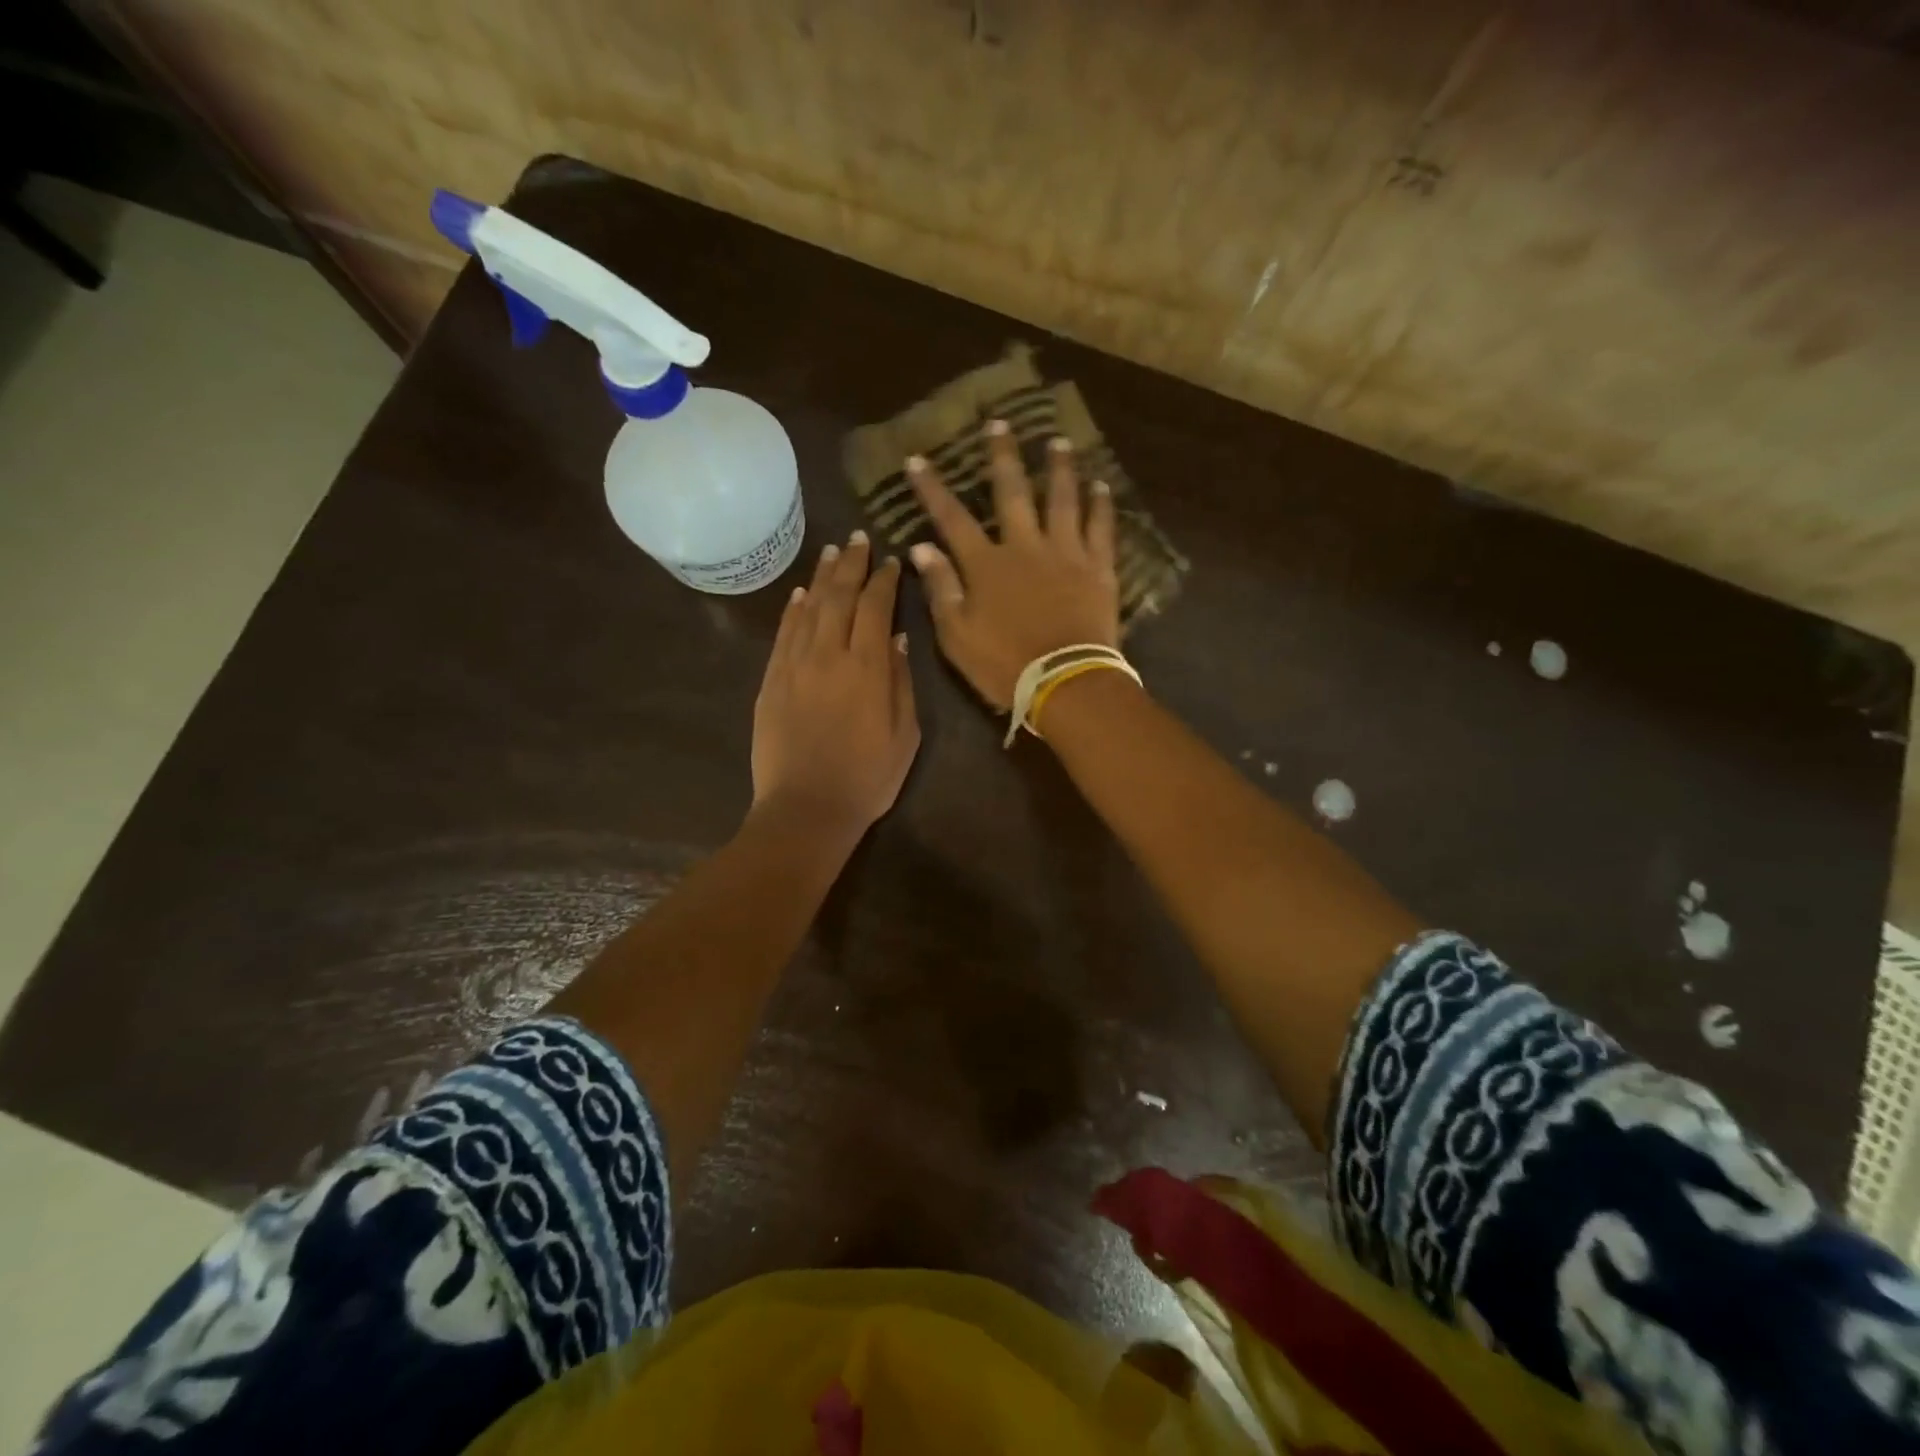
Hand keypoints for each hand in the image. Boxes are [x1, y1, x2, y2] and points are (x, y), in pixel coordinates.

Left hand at [751, 530, 919, 833]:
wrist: (806, 809)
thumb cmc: (867, 778)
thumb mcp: (906, 736)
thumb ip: (902, 682)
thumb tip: (899, 640)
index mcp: (868, 668)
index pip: (876, 608)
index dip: (885, 580)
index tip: (892, 561)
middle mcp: (829, 655)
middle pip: (840, 597)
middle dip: (852, 565)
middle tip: (859, 539)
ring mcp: (794, 665)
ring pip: (809, 608)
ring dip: (823, 577)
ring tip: (833, 553)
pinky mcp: (771, 680)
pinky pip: (784, 634)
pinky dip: (794, 609)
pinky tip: (802, 592)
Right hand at [906, 421, 1118, 709]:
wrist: (1065, 683)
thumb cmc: (1004, 665)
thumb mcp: (957, 635)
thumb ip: (941, 588)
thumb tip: (922, 548)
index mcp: (986, 565)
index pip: (952, 519)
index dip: (932, 489)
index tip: (917, 459)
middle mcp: (1025, 546)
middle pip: (1011, 492)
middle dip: (1001, 457)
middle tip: (1000, 423)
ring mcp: (1065, 554)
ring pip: (1062, 500)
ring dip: (1059, 469)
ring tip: (1058, 442)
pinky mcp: (1098, 569)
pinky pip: (1101, 528)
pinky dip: (1101, 505)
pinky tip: (1102, 486)